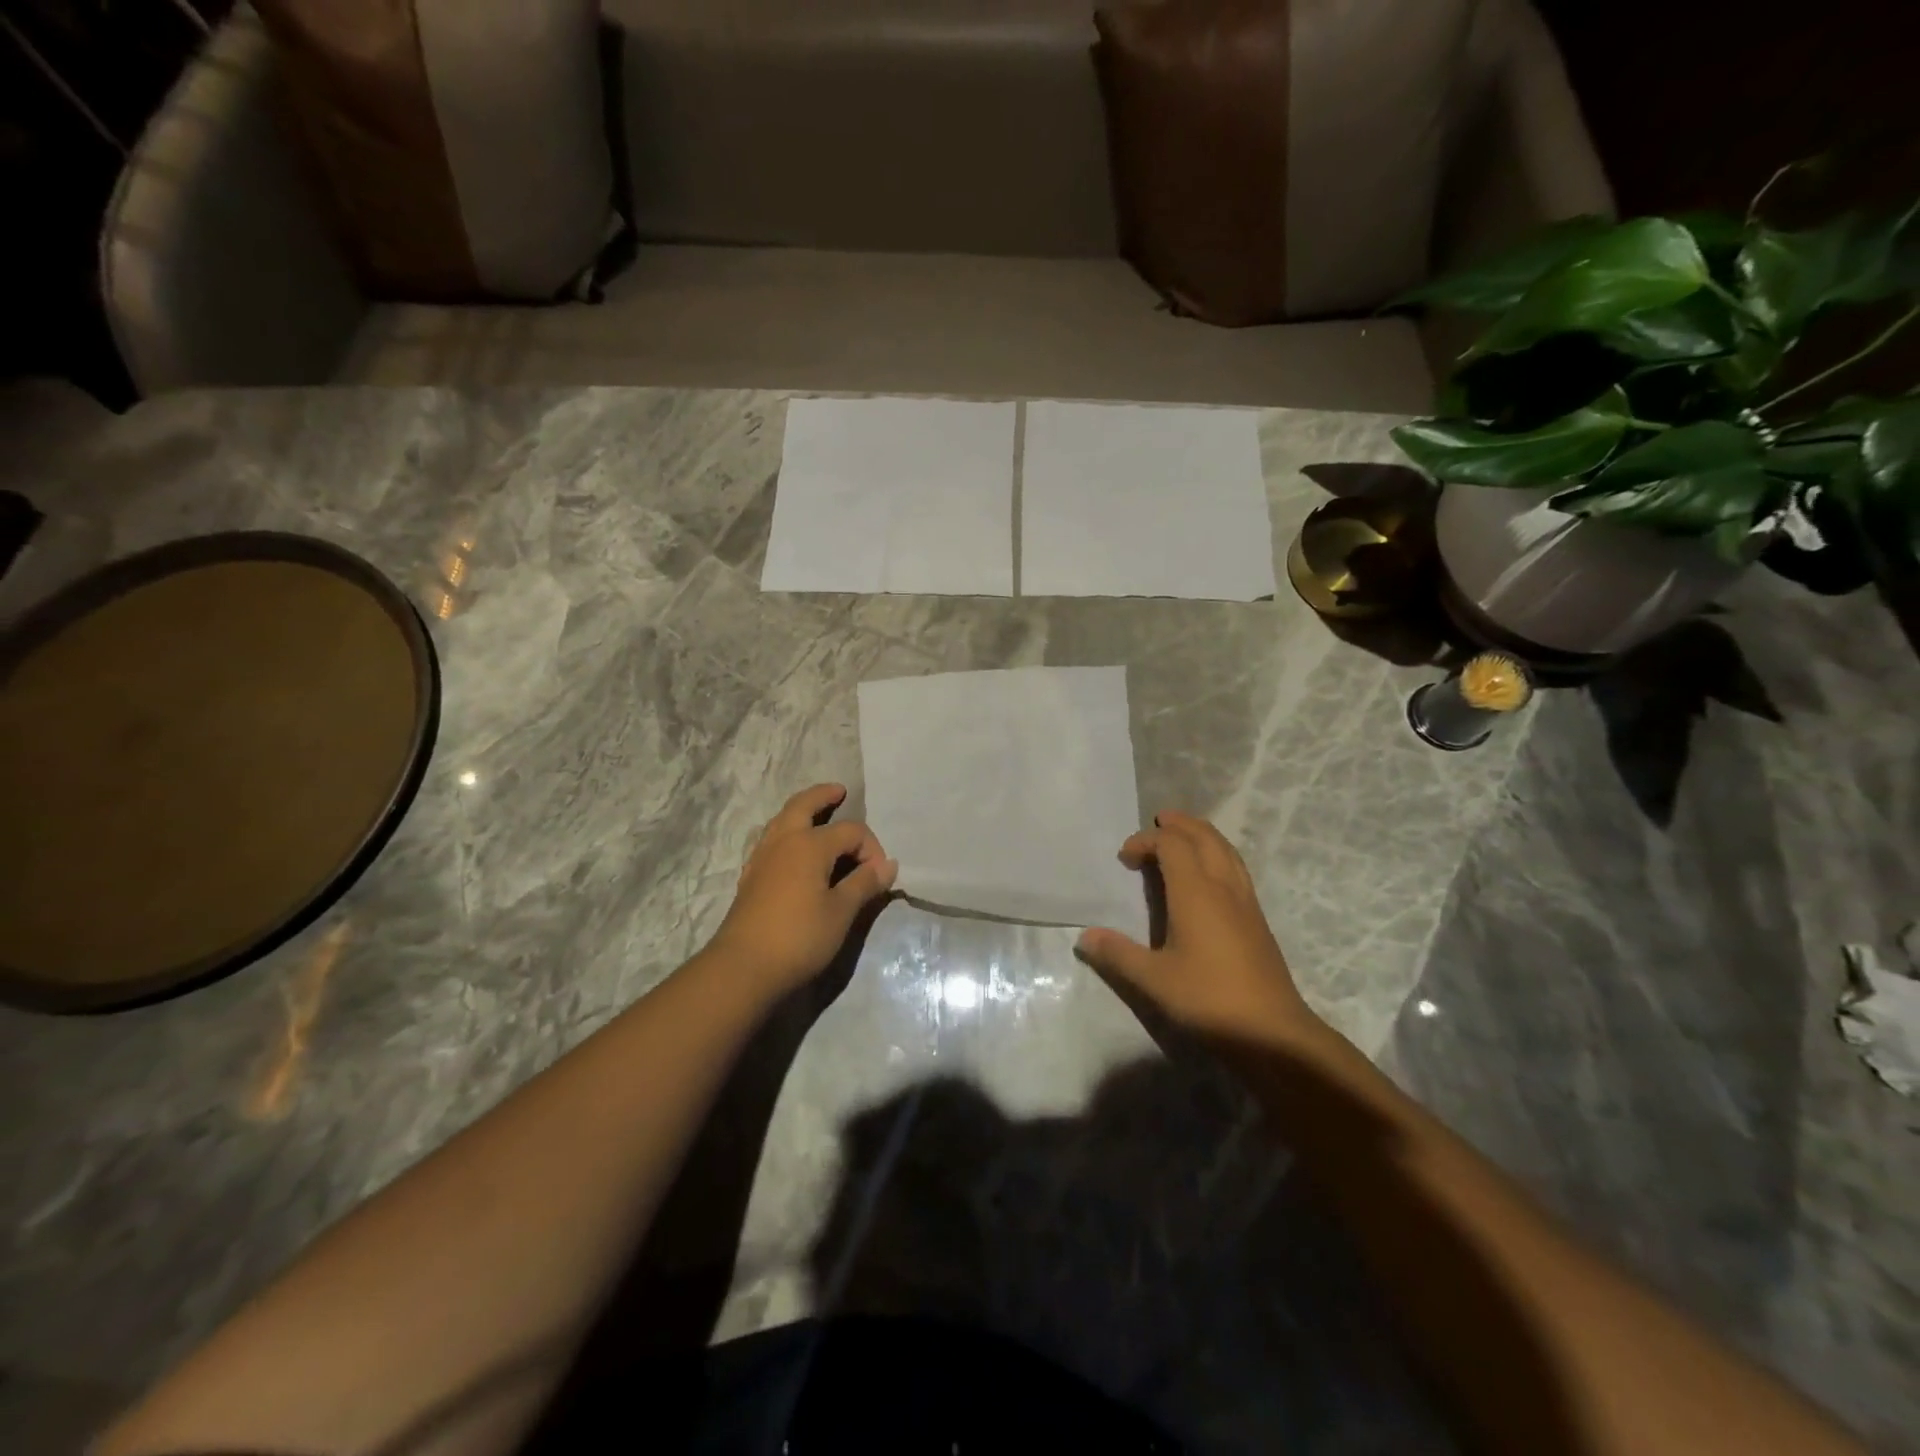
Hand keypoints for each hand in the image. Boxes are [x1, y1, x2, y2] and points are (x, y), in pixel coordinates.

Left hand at [706, 784, 897, 997]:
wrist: (744, 967)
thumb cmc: (800, 937)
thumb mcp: (841, 912)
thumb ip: (865, 883)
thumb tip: (887, 865)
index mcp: (810, 844)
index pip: (850, 832)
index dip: (871, 848)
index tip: (879, 876)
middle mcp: (784, 841)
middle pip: (804, 805)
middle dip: (823, 796)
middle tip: (839, 791)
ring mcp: (762, 857)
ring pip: (782, 820)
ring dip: (801, 811)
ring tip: (817, 815)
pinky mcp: (751, 876)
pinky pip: (771, 840)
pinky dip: (786, 832)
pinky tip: (793, 850)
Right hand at [1076, 811, 1320, 1040]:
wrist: (1273, 1033)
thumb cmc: (1209, 1000)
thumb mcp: (1153, 980)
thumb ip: (1117, 954)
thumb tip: (1084, 937)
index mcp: (1196, 892)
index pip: (1172, 844)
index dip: (1146, 841)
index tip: (1125, 859)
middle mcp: (1224, 887)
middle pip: (1204, 836)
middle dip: (1179, 825)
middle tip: (1157, 824)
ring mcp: (1246, 902)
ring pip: (1226, 850)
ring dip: (1202, 836)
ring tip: (1182, 839)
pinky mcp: (1258, 920)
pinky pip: (1236, 868)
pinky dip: (1217, 855)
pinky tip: (1208, 878)